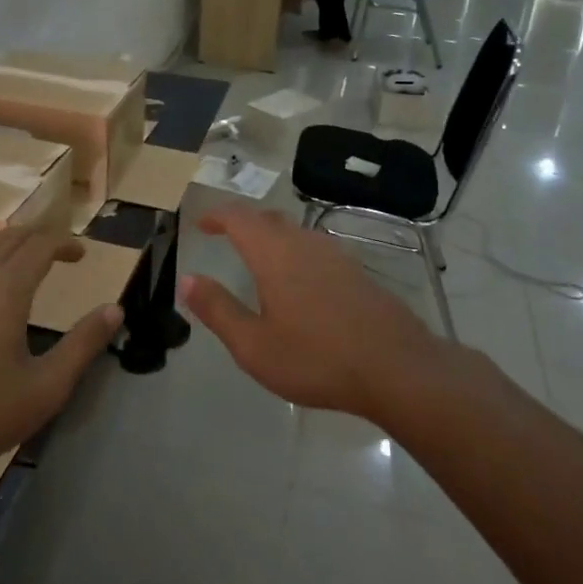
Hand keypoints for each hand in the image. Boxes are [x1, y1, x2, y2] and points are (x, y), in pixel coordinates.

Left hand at [0, 228, 121, 480]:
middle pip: (8, 238)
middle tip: (59, 254)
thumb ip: (83, 344)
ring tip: (26, 271)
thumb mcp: (44, 388)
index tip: (82, 254)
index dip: (65, 243)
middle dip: (38, 238)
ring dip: (8, 252)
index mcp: (4, 289)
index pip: (40, 244)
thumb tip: (114, 309)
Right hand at [177, 204, 456, 421]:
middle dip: (242, 222)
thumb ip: (217, 309)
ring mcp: (335, 255)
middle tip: (224, 236)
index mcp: (274, 254)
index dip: (216, 216)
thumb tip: (186, 280)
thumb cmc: (317, 358)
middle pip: (268, 219)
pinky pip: (315, 249)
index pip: (239, 218)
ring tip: (256, 258)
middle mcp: (304, 244)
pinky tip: (297, 282)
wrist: (396, 367)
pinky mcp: (356, 272)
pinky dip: (294, 252)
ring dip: (270, 236)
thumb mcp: (254, 345)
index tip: (200, 224)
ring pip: (295, 232)